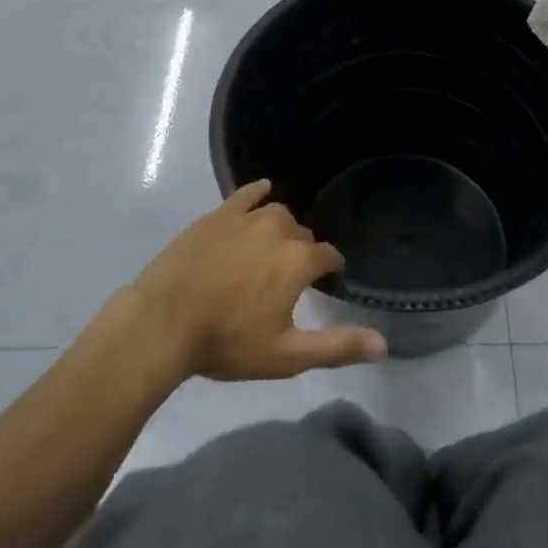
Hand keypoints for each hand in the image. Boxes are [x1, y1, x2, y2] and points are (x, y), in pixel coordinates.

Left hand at [125, 181, 387, 381]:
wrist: (163, 324)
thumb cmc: (227, 342)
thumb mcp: (286, 356)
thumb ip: (337, 346)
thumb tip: (384, 344)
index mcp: (299, 260)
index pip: (329, 255)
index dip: (330, 269)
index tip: (326, 282)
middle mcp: (279, 229)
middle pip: (302, 235)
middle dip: (302, 252)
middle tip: (288, 278)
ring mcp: (246, 217)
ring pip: (277, 214)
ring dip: (281, 229)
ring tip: (272, 249)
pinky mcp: (218, 215)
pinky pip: (247, 194)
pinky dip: (258, 193)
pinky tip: (262, 192)